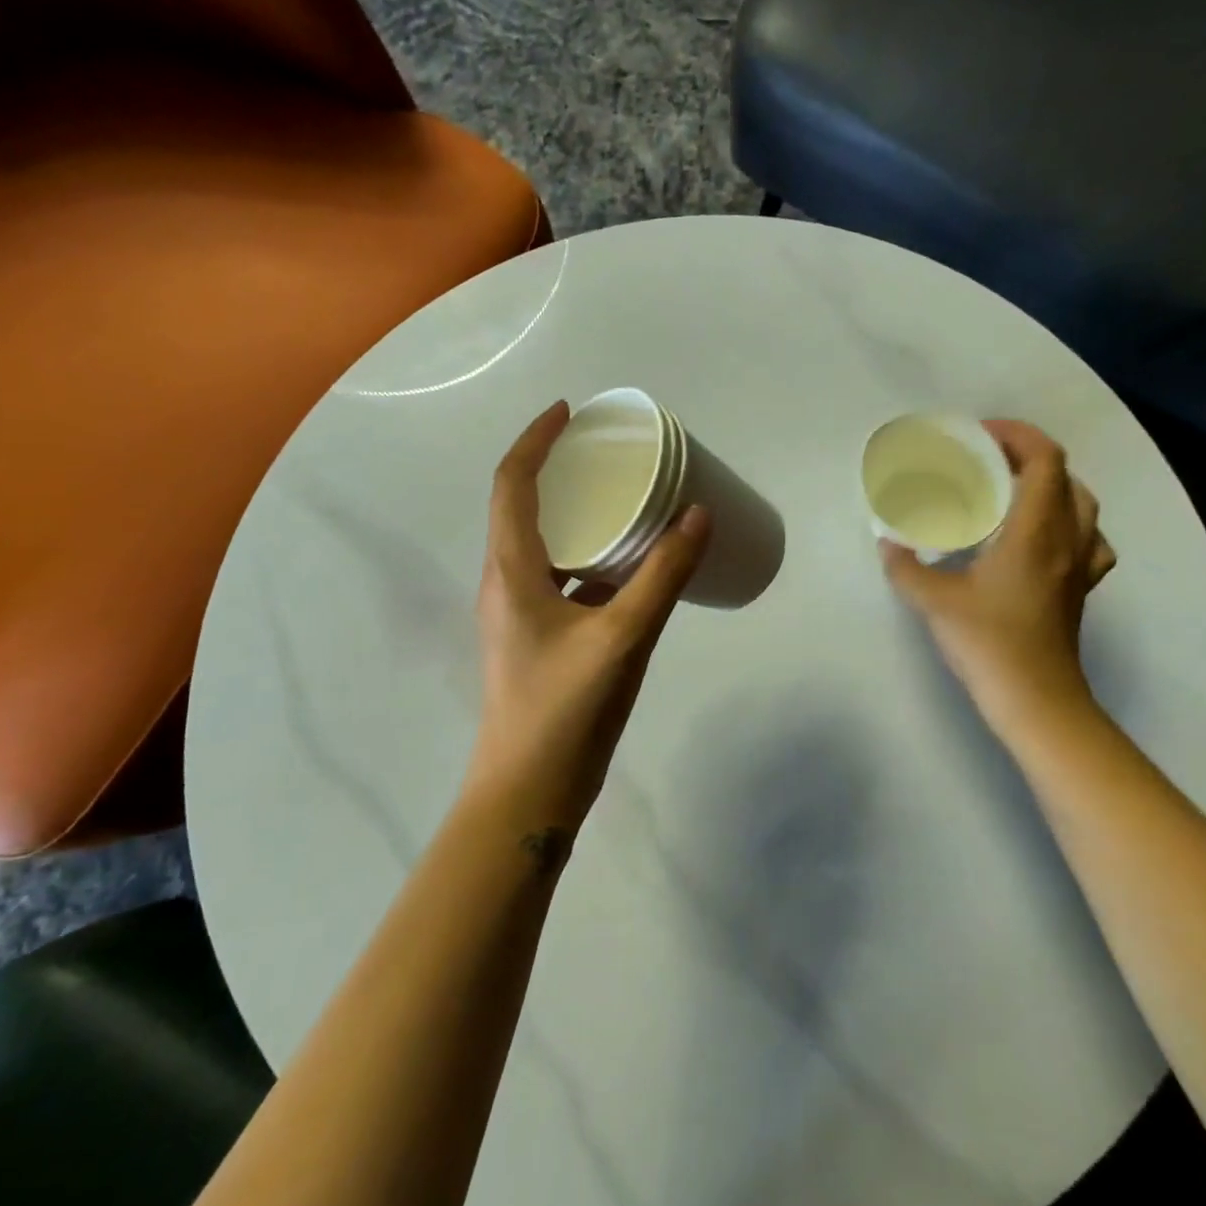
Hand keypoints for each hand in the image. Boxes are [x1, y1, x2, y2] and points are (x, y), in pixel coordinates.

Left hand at [465, 402, 710, 831]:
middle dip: (557, 472)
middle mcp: (506, 584)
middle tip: (605, 454)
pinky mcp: (538, 640)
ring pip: (544, 547)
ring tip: (622, 501)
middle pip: (522, 509)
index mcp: (511, 572)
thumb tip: (699, 516)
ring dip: (576, 518)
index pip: (511, 485)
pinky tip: (629, 568)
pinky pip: (562, 581)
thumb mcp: (621, 637)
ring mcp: (520, 615)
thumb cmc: (565, 710)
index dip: (534, 440)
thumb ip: (662, 576)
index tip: (569, 412)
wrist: (528, 792)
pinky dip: (590, 561)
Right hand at [880, 420, 1115, 740]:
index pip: (1044, 459)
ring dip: (1051, 485)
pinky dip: (1069, 524)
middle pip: (1064, 475)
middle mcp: (1067, 539)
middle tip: (986, 461)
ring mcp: (1080, 565)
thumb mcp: (934, 602)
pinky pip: (1089, 539)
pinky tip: (1044, 539)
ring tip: (1013, 492)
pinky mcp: (1080, 588)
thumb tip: (888, 543)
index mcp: (1036, 531)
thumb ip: (905, 567)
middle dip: (1027, 456)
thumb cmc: (989, 644)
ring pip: (1082, 504)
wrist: (1036, 700)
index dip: (1016, 435)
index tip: (978, 436)